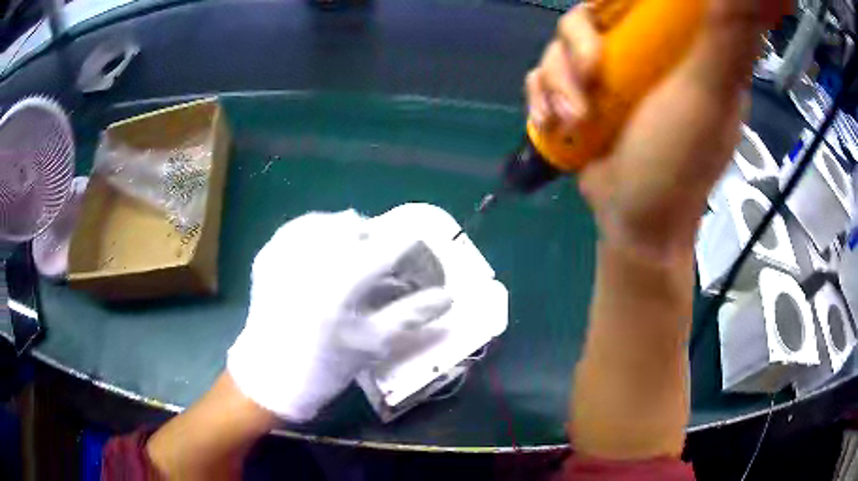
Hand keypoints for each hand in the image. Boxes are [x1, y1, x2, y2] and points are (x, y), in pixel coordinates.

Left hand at [228, 210, 451, 421]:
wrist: (270, 377)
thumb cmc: (325, 366)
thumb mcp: (373, 343)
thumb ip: (412, 314)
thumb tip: (448, 297)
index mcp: (343, 280)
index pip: (393, 244)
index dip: (414, 253)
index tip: (418, 269)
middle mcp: (313, 256)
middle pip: (362, 226)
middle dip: (381, 244)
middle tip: (385, 270)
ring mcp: (286, 251)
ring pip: (330, 220)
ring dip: (351, 234)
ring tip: (354, 259)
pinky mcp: (269, 254)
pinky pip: (300, 226)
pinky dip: (318, 232)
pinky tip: (323, 251)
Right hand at [529, 0, 788, 459]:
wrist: (635, 224)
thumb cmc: (678, 166)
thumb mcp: (711, 95)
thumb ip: (729, 37)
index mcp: (680, 50)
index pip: (647, 0)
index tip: (617, 14)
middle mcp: (644, 57)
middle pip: (592, 15)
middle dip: (578, 42)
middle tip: (591, 74)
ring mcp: (610, 78)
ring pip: (561, 45)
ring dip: (557, 79)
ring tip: (573, 117)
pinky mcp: (581, 98)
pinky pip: (543, 76)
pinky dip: (541, 97)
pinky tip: (553, 122)